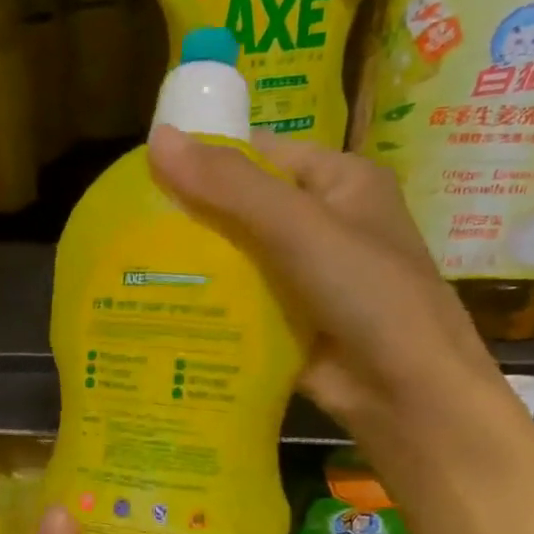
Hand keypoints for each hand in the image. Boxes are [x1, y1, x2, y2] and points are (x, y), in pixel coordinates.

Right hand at [146, 124, 505, 438]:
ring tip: (127, 263)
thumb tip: (156, 139)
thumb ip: (230, 186)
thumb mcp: (300, 227)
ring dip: (193, 265)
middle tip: (125, 225)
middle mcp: (321, 224)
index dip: (205, 159)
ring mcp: (304, 277)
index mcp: (338, 182)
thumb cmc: (368, 294)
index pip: (261, 155)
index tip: (143, 174)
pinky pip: (238, 304)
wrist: (408, 393)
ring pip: (236, 260)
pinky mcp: (287, 323)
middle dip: (190, 218)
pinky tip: (159, 305)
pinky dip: (206, 305)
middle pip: (242, 209)